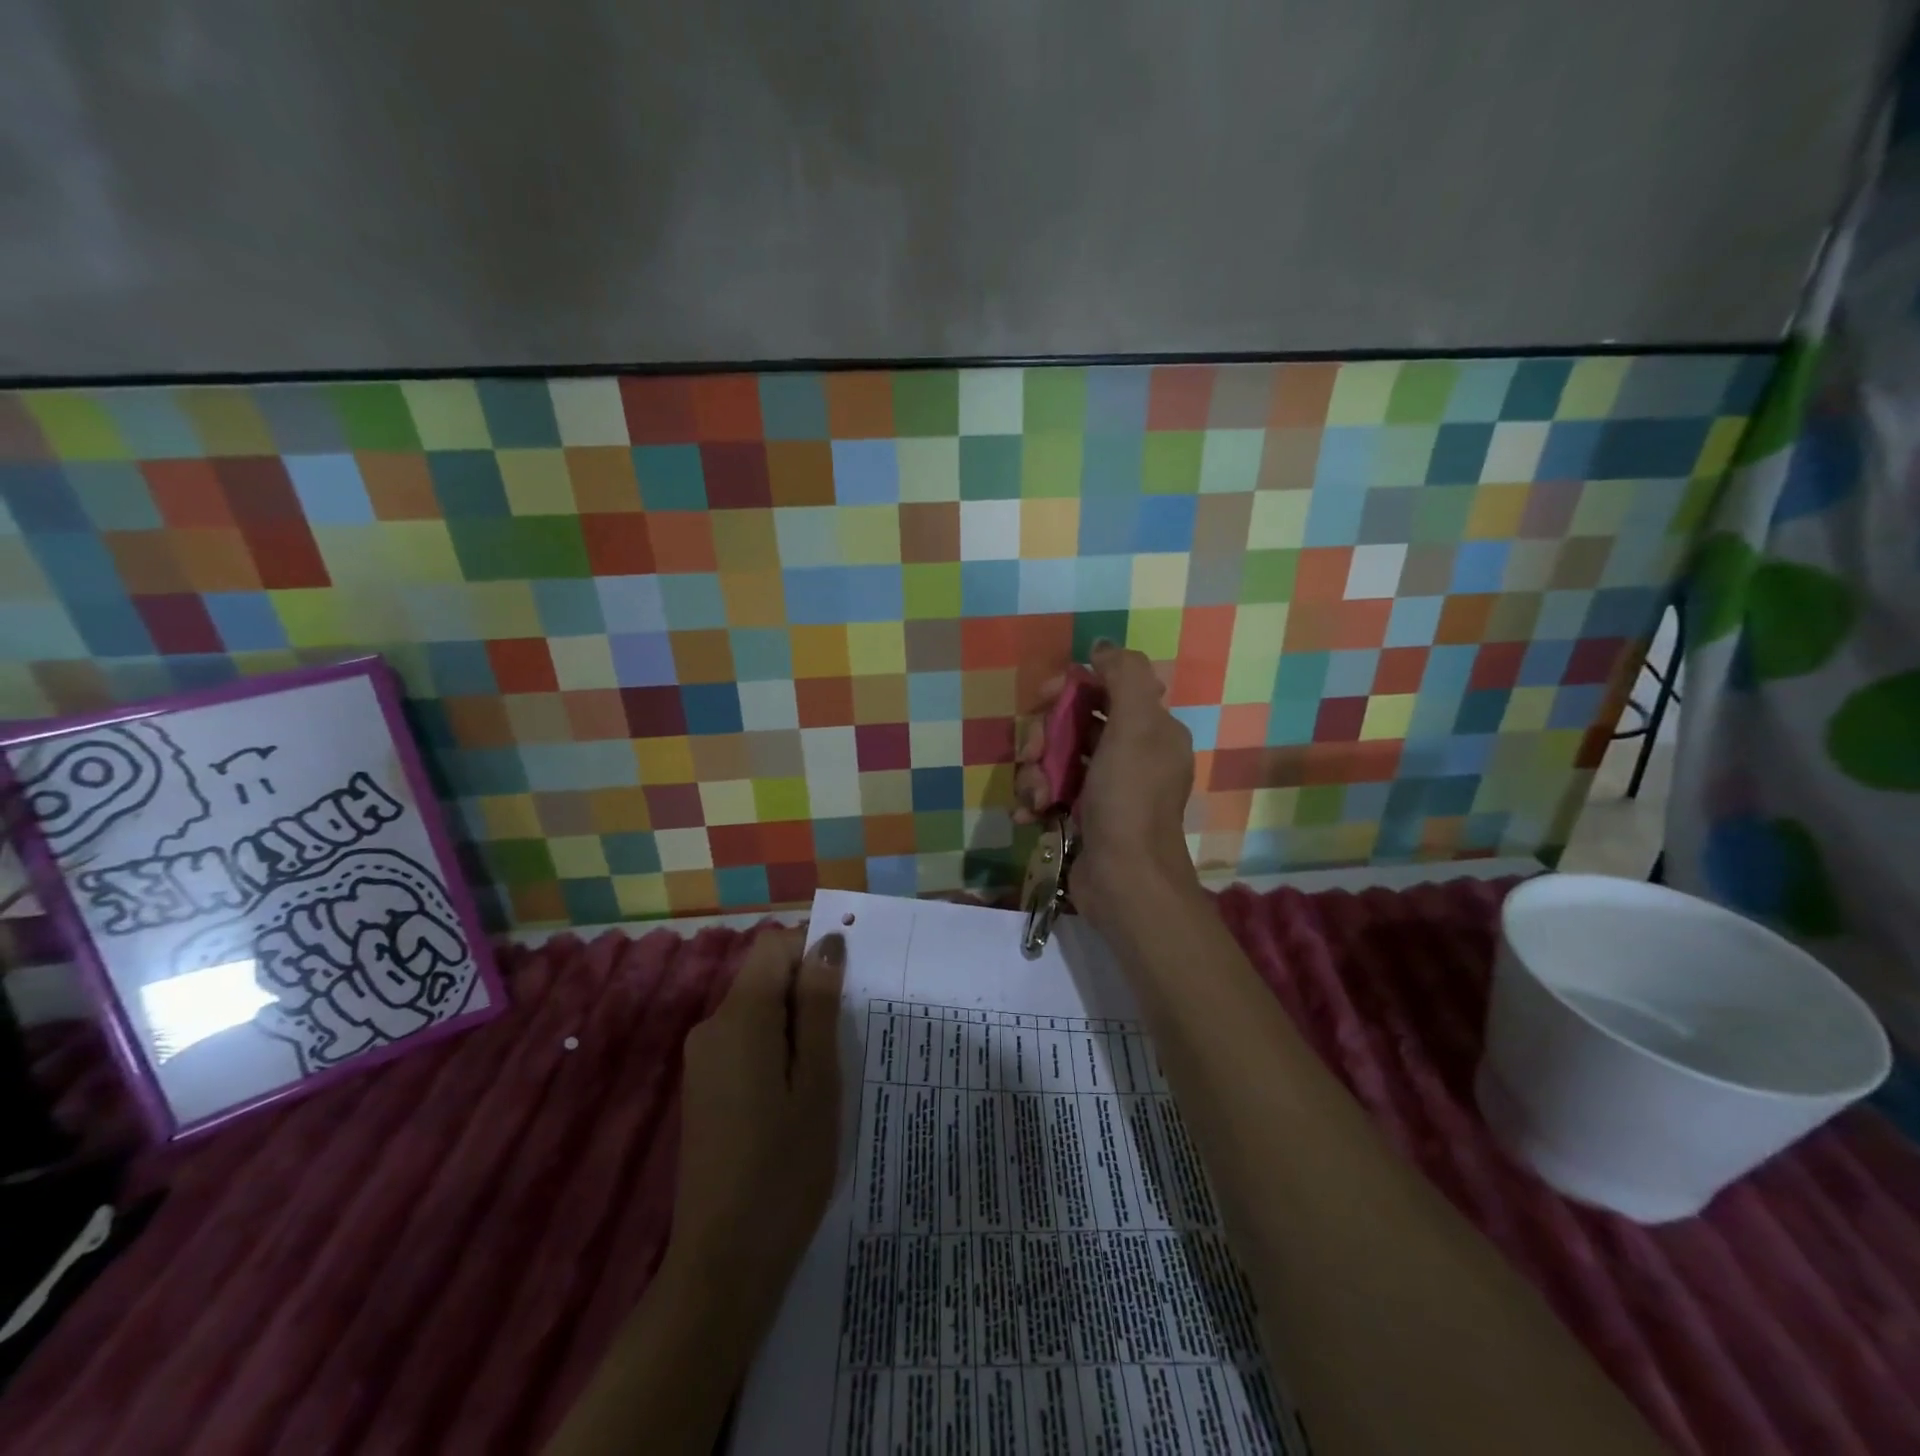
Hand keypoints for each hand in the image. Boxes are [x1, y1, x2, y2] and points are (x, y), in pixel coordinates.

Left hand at [665, 927, 845, 1321]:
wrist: (723, 1264)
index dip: (813, 952)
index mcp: (740, 1017)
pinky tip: (800, 1097)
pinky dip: (777, 1050)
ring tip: (830, 1074)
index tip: (849, 990)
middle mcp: (712, 1027)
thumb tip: (828, 943)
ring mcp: (703, 1061)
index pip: (774, 945)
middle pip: (765, 977)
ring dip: (797, 1026)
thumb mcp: (818, 1081)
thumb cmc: (784, 1168)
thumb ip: (819, 1006)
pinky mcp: (704, 1089)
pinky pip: (745, 1043)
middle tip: (848, 1039)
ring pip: (758, 1012)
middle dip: (809, 993)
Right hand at [1014, 642, 1200, 929]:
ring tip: (1035, 796)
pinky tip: (1031, 814)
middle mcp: (1130, 754)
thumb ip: (1125, 676)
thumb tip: (1102, 645)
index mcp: (1150, 729)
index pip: (1104, 689)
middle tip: (1033, 754)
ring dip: (1035, 773)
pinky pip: (1050, 791)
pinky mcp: (1082, 816)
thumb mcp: (1136, 727)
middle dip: (1045, 735)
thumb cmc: (1129, 798)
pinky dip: (1036, 799)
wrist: (1124, 879)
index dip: (1070, 688)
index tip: (1044, 697)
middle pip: (1074, 722)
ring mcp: (1105, 788)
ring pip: (1056, 758)